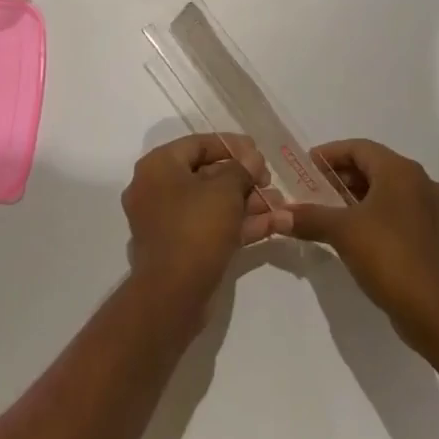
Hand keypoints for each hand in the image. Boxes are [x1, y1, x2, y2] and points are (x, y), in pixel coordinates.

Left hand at [121, 135, 272, 300]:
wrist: (173, 294)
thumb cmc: (196, 227)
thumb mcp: (225, 190)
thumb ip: (241, 168)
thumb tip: (252, 159)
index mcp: (159, 166)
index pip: (198, 144)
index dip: (232, 145)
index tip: (259, 152)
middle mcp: (157, 189)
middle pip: (206, 175)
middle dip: (244, 179)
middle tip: (270, 182)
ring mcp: (167, 221)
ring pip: (212, 204)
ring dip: (248, 203)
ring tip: (281, 206)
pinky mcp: (180, 247)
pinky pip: (211, 226)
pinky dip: (239, 224)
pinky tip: (275, 225)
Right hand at [285, 139, 438, 345]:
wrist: (434, 309)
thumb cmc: (388, 255)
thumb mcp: (342, 231)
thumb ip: (309, 217)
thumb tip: (278, 216)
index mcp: (401, 171)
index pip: (359, 148)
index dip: (330, 154)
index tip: (305, 166)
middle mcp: (419, 182)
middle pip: (373, 166)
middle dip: (340, 176)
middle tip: (311, 189)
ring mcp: (429, 209)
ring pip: (385, 190)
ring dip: (354, 195)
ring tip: (326, 210)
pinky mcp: (430, 233)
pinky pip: (395, 210)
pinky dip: (371, 212)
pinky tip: (351, 231)